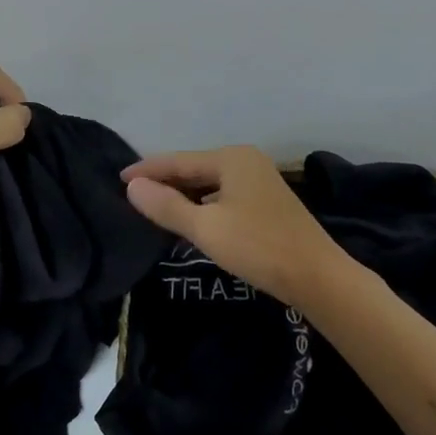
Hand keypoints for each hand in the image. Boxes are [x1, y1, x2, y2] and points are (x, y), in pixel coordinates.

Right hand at [122, 146, 355, 307]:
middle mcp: (245, 161)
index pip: (177, 161)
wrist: (317, 276)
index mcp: (230, 158)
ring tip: (153, 208)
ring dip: (182, 195)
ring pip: (208, 184)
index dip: (146, 170)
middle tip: (132, 196)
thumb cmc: (257, 247)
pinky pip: (222, 195)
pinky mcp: (266, 202)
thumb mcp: (205, 228)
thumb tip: (132, 186)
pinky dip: (202, 205)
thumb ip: (166, 206)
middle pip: (193, 169)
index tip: (118, 178)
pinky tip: (189, 219)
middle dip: (164, 182)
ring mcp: (258, 180)